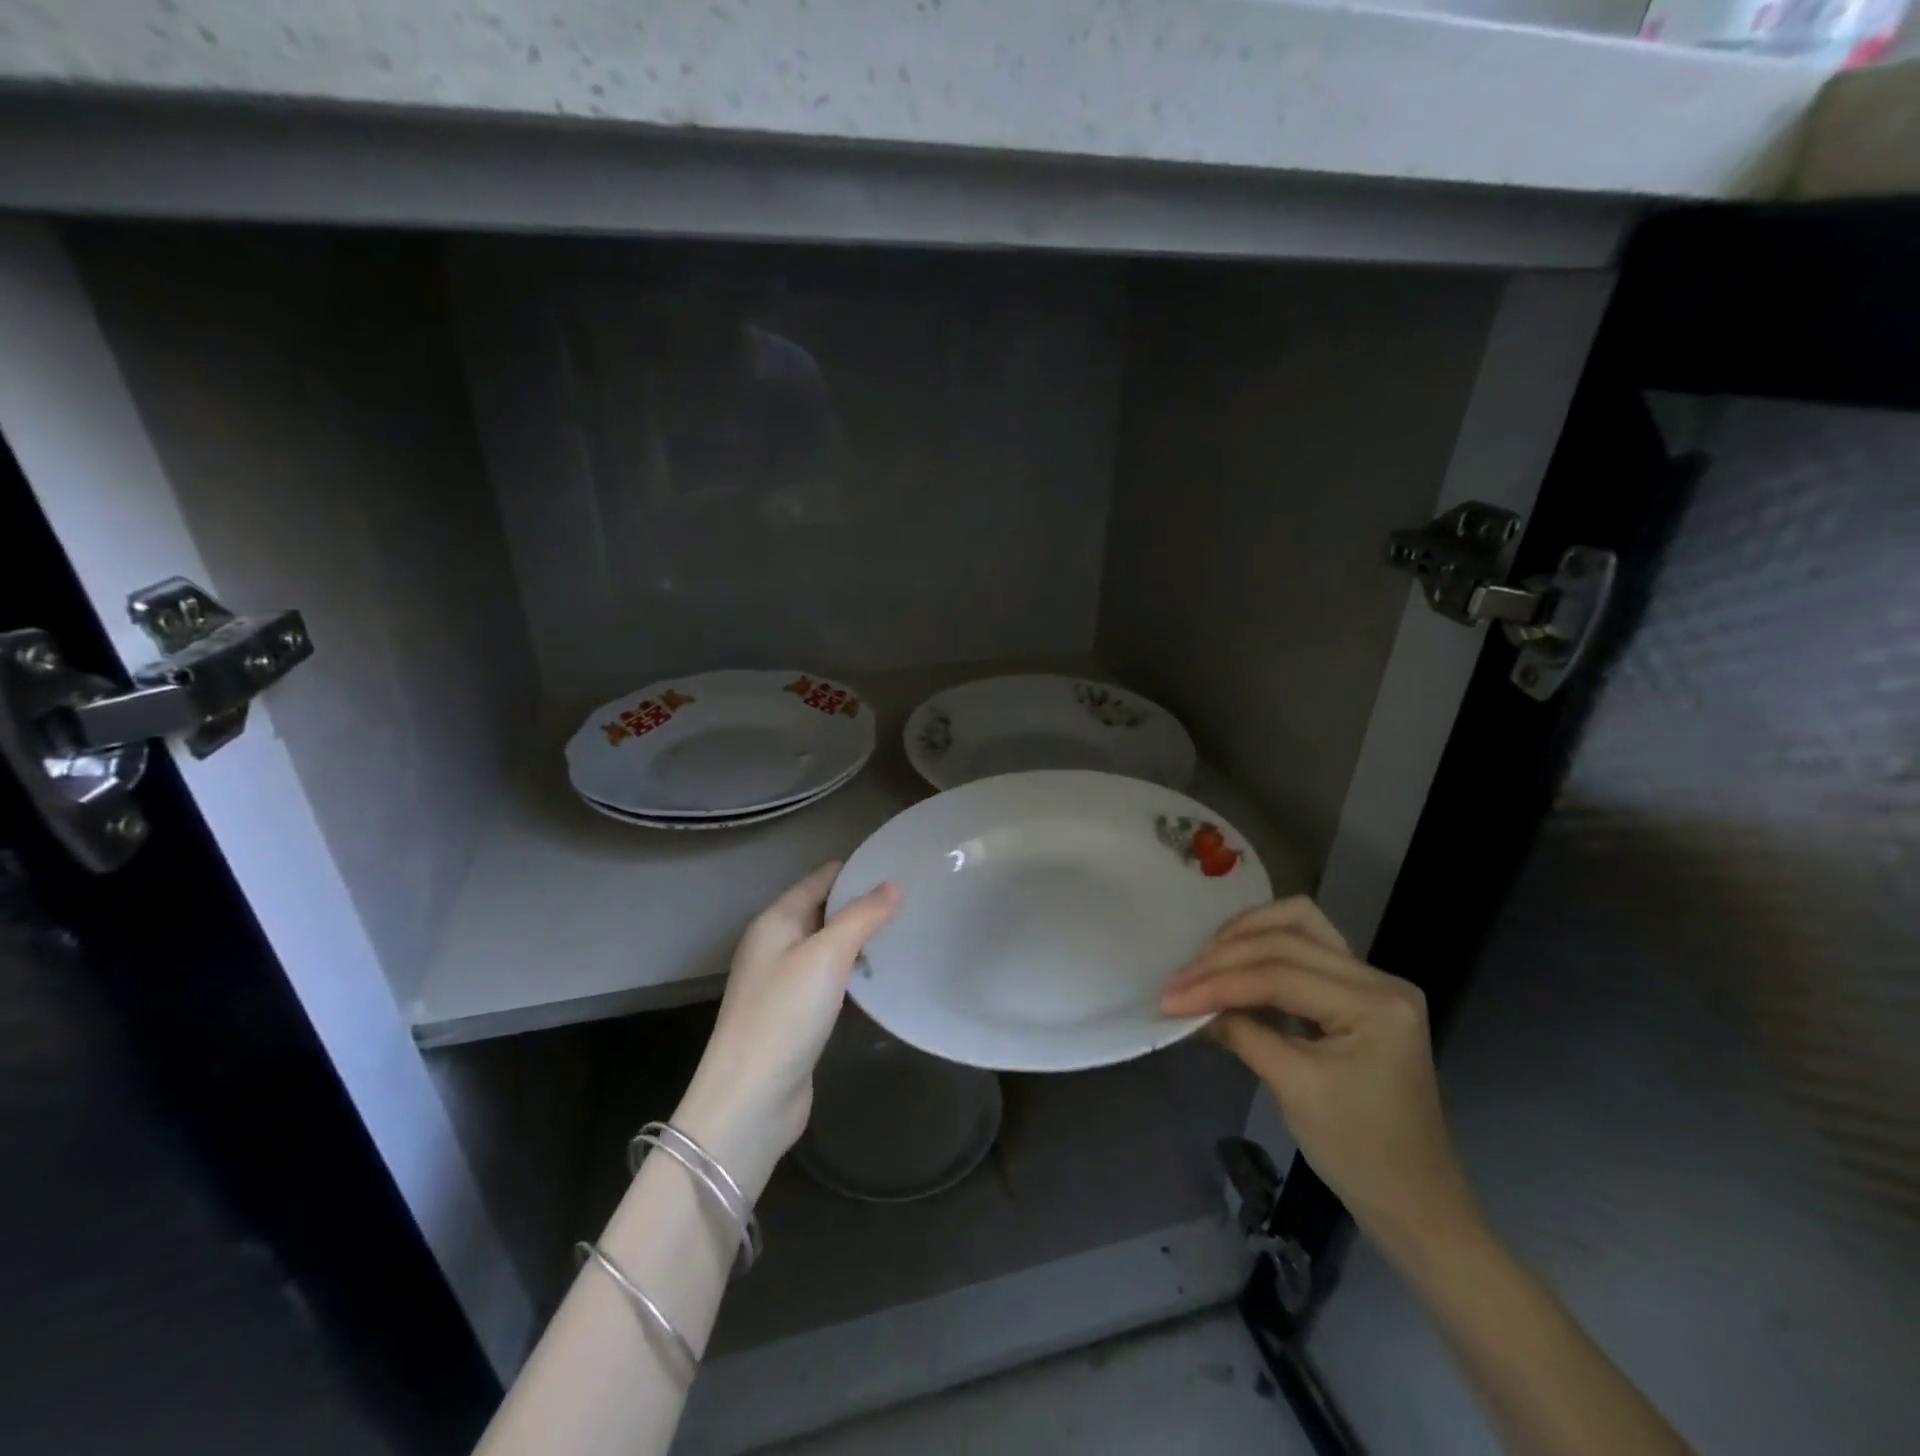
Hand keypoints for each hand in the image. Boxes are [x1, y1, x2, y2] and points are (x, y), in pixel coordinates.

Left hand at [674, 864, 898, 1199]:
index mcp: (776, 920)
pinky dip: (857, 975)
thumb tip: (893, 884)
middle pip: (827, 910)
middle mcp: (777, 944)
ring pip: (831, 946)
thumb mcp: (827, 956)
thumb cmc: (785, 1015)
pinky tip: (886, 979)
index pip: (823, 877)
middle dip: (866, 905)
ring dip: (864, 941)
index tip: (902, 867)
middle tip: (915, 902)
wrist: (750, 1100)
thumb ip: (861, 917)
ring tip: (909, 934)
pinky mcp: (797, 1014)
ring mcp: (785, 981)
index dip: (859, 870)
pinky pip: (832, 980)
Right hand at [1160, 896, 1479, 1255]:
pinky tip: (1232, 969)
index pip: (1281, 975)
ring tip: (1205, 962)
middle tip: (1179, 982)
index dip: (1219, 983)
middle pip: (1288, 937)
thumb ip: (1241, 1034)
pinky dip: (1262, 951)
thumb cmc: (1359, 1153)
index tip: (1170, 998)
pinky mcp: (1356, 991)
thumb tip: (1188, 1006)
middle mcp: (1379, 978)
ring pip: (1298, 925)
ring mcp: (1371, 981)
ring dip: (1246, 936)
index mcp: (1376, 1004)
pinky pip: (1304, 948)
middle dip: (1226, 956)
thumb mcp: (1294, 1090)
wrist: (1414, 1201)